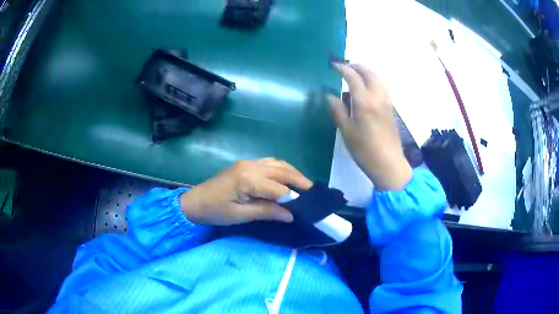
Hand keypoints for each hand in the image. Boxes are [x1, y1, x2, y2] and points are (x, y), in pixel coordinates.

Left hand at [179, 158, 311, 225]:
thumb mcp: (240, 216)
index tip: (306, 207)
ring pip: (277, 164)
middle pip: (281, 170)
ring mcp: (248, 163)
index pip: (278, 188)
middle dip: (299, 180)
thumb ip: (266, 211)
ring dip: (292, 172)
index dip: (293, 198)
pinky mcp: (245, 164)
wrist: (194, 202)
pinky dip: (282, 168)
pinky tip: (287, 176)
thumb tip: (290, 214)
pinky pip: (269, 163)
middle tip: (313, 192)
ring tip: (304, 185)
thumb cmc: (215, 211)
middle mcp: (250, 166)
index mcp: (247, 179)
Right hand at [328, 63, 411, 189]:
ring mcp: (387, 102)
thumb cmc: (364, 150)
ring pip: (379, 79)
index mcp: (365, 102)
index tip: (334, 65)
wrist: (388, 163)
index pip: (353, 77)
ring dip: (367, 72)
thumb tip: (330, 96)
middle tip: (346, 66)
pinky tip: (368, 87)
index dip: (343, 69)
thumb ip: (338, 110)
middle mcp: (378, 97)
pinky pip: (383, 87)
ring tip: (357, 73)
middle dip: (357, 66)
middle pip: (370, 73)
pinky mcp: (391, 109)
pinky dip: (374, 80)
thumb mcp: (346, 131)